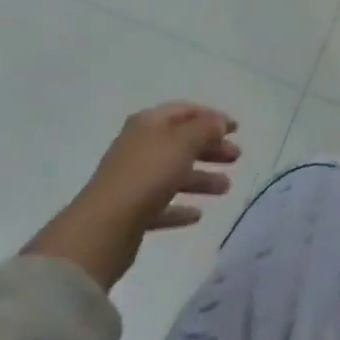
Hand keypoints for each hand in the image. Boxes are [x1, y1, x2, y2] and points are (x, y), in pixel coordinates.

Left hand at [22, 102, 240, 288]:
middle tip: (236, 157)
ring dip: (201, 178)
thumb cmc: (147, 174)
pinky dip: (181, 206)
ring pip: (174, 173)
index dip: (212, 116)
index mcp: (149, 123)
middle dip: (211, 147)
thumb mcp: (183, 142)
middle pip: (182, 142)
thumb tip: (217, 122)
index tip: (237, 128)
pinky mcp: (132, 211)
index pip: (186, 111)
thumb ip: (205, 128)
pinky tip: (197, 215)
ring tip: (226, 189)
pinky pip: (163, 204)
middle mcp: (140, 146)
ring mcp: (134, 180)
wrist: (103, 228)